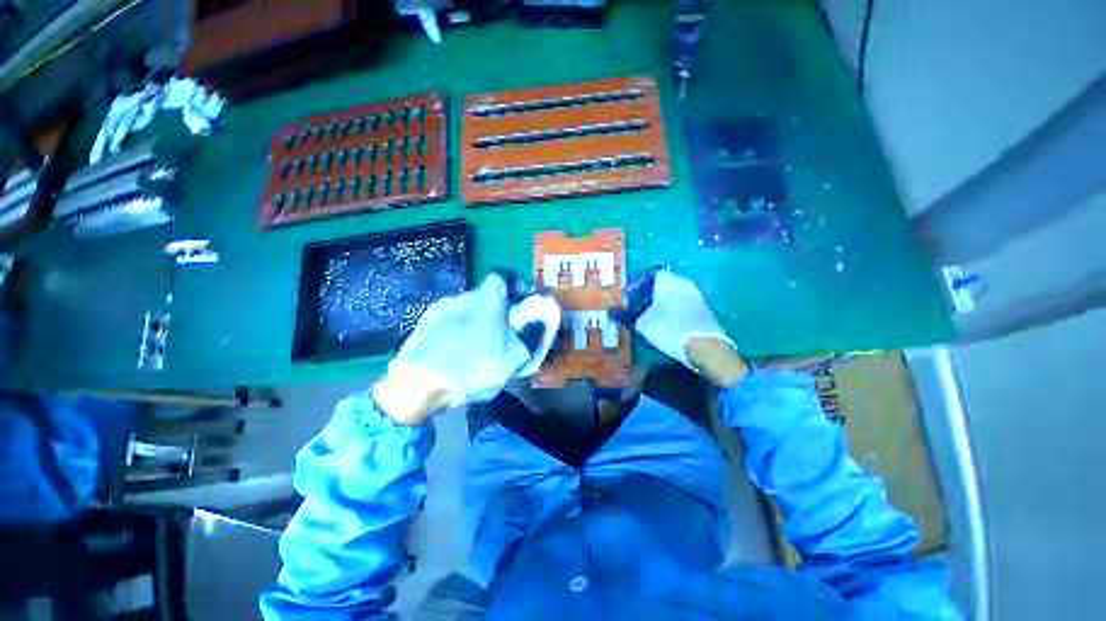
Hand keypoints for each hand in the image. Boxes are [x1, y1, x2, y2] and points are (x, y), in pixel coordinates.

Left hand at [375, 274, 558, 423]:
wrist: (421, 385)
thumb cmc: (475, 368)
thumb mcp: (514, 357)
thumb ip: (533, 333)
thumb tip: (546, 315)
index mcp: (487, 300)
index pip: (501, 278)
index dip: (511, 288)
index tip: (517, 306)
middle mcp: (463, 296)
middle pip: (484, 296)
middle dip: (494, 310)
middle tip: (498, 334)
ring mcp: (441, 308)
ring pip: (466, 308)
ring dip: (474, 320)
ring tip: (474, 346)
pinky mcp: (424, 321)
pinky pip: (448, 318)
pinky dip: (456, 328)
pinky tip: (454, 349)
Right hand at [611, 269, 746, 386]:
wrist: (704, 346)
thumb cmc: (668, 328)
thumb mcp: (641, 323)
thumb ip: (625, 315)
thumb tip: (611, 312)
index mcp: (668, 280)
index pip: (650, 275)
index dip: (637, 286)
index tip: (629, 298)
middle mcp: (684, 283)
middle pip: (662, 285)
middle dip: (648, 296)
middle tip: (637, 309)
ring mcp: (696, 296)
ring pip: (673, 296)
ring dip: (661, 305)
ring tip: (649, 319)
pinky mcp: (704, 310)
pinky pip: (683, 306)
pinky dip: (673, 312)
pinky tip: (666, 326)